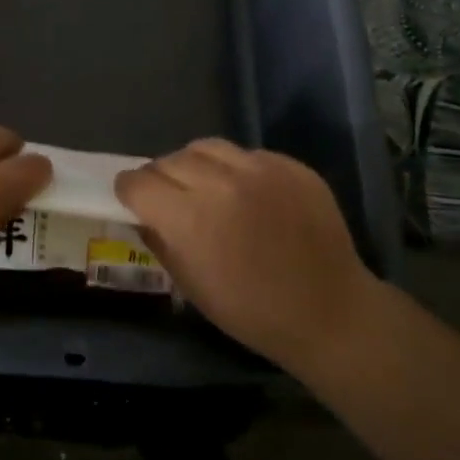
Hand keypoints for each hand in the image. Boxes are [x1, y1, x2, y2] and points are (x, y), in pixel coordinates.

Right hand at [115, 140, 379, 371]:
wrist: (329, 311)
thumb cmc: (252, 311)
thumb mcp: (191, 286)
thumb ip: (160, 241)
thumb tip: (143, 214)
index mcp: (188, 218)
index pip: (138, 182)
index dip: (130, 191)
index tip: (133, 200)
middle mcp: (220, 183)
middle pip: (169, 160)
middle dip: (160, 178)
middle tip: (169, 197)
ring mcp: (259, 169)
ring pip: (206, 147)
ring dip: (195, 165)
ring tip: (205, 185)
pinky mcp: (289, 165)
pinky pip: (247, 154)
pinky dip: (236, 169)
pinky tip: (248, 193)